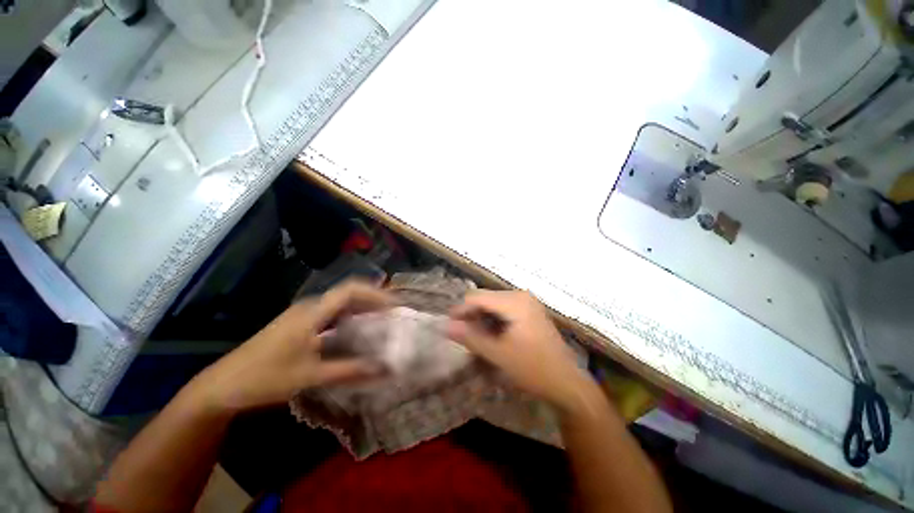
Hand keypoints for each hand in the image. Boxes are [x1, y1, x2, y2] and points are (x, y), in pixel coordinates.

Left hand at [188, 281, 392, 412]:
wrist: (222, 386)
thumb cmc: (265, 378)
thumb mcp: (310, 376)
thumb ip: (350, 371)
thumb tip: (384, 369)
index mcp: (312, 312)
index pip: (351, 290)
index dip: (375, 293)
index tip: (395, 304)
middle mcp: (310, 307)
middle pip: (348, 293)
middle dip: (373, 299)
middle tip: (393, 312)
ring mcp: (304, 315)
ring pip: (340, 303)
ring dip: (362, 308)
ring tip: (381, 320)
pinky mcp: (300, 324)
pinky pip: (332, 313)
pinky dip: (349, 317)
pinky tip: (356, 331)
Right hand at [447, 290, 600, 414]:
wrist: (567, 382)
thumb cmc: (533, 368)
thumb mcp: (498, 354)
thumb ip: (470, 337)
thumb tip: (445, 326)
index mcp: (514, 301)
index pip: (477, 297)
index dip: (461, 311)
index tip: (450, 327)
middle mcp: (520, 295)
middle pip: (485, 299)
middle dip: (472, 316)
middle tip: (464, 337)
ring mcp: (526, 302)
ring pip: (493, 304)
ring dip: (481, 319)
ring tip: (476, 339)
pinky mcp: (529, 311)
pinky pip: (503, 310)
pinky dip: (493, 321)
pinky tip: (492, 336)